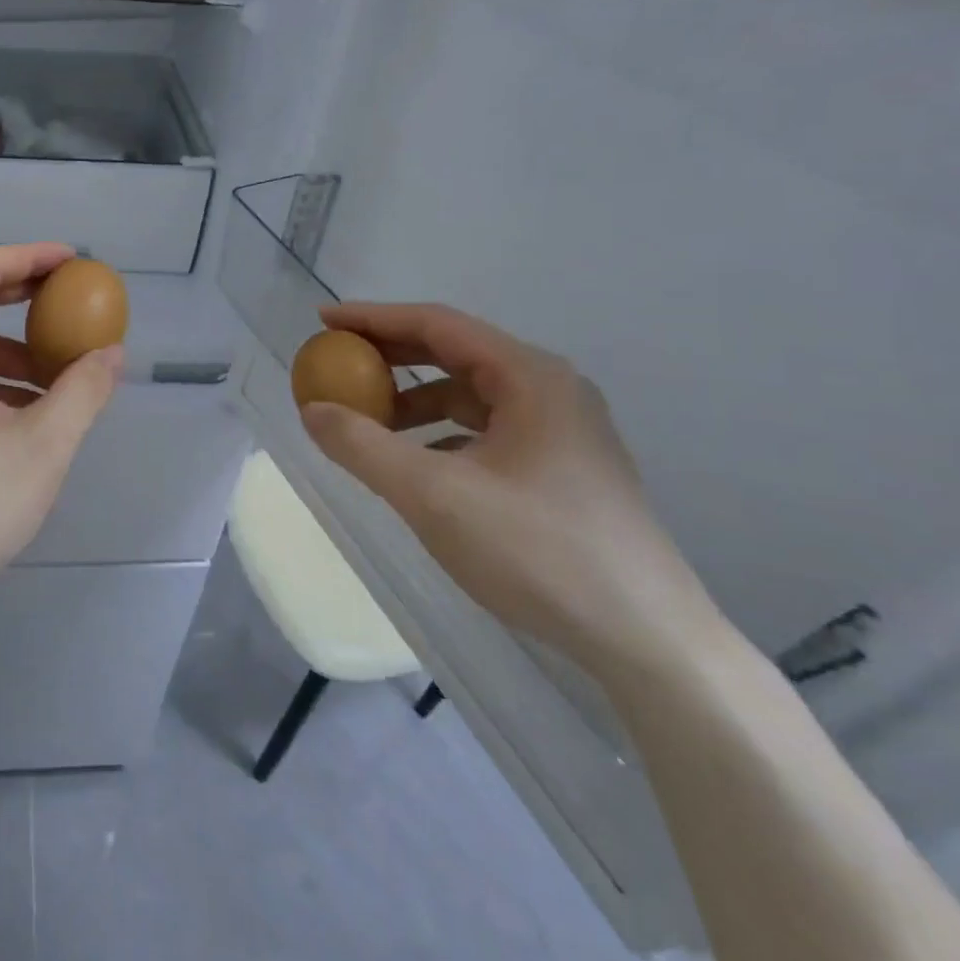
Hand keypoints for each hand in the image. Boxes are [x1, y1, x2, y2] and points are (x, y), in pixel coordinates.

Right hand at [298, 302, 726, 683]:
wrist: (649, 642)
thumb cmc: (539, 553)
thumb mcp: (433, 496)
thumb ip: (363, 446)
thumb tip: (310, 410)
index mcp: (530, 378)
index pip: (437, 324)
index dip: (373, 318)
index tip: (323, 322)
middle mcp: (551, 391)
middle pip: (454, 352)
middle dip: (390, 355)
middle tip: (336, 361)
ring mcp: (562, 431)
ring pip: (470, 394)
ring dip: (414, 398)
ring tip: (367, 419)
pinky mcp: (563, 468)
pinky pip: (485, 429)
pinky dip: (440, 433)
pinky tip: (415, 463)